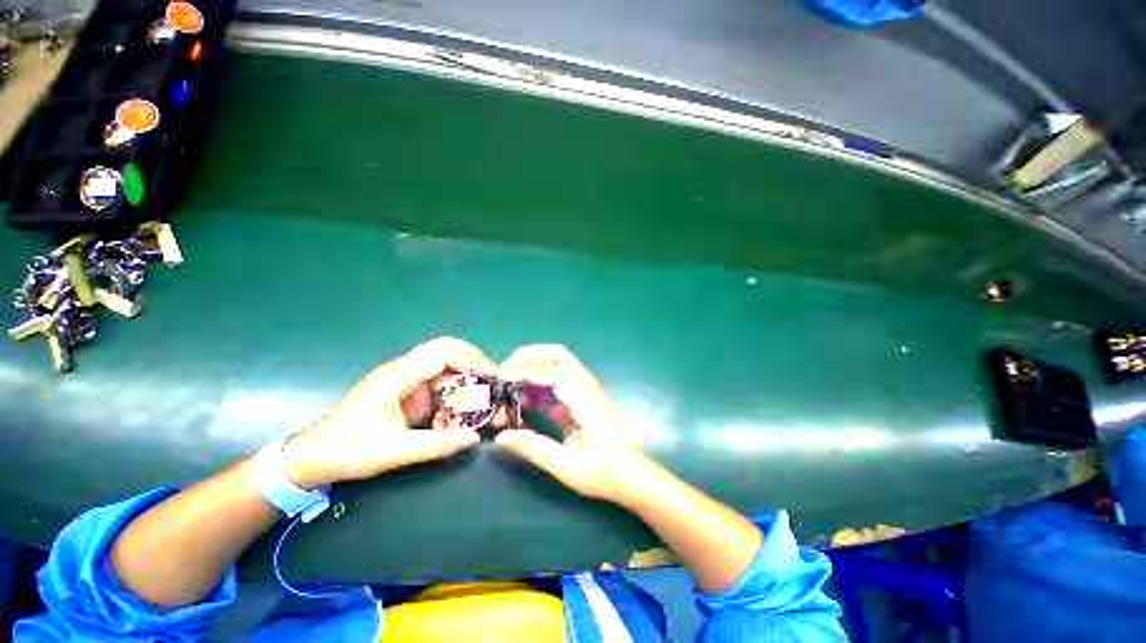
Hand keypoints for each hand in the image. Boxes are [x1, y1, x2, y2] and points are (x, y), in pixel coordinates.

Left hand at [283, 337, 495, 488]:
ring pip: (439, 361)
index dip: (471, 361)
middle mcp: (400, 370)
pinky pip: (432, 378)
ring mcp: (400, 377)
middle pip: (441, 347)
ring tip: (482, 386)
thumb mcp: (395, 452)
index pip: (442, 355)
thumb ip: (438, 444)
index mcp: (397, 377)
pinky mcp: (400, 388)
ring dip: (462, 370)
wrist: (310, 457)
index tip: (493, 375)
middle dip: (470, 356)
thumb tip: (475, 438)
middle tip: (490, 373)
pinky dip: (451, 384)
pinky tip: (459, 401)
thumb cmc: (349, 451)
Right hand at [495, 344, 649, 503]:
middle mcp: (585, 386)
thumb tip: (500, 437)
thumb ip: (534, 448)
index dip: (524, 371)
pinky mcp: (579, 398)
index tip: (500, 378)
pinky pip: (555, 383)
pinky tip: (522, 403)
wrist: (630, 474)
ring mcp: (584, 390)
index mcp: (584, 398)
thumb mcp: (567, 466)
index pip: (552, 371)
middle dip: (528, 356)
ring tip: (507, 389)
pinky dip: (537, 385)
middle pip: (556, 355)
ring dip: (531, 370)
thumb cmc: (603, 472)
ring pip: (555, 365)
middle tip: (504, 372)